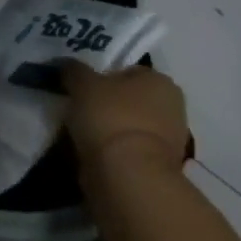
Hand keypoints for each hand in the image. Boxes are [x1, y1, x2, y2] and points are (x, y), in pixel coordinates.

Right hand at [61, 63, 192, 183]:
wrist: (127, 175)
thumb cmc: (110, 117)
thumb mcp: (82, 83)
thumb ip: (74, 70)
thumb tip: (68, 66)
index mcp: (161, 81)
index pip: (127, 71)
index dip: (101, 76)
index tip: (80, 87)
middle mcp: (173, 108)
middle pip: (129, 99)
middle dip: (106, 103)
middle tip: (77, 107)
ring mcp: (170, 141)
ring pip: (128, 126)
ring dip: (107, 128)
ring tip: (79, 132)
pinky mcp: (158, 168)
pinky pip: (128, 150)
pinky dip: (111, 150)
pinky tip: (90, 152)